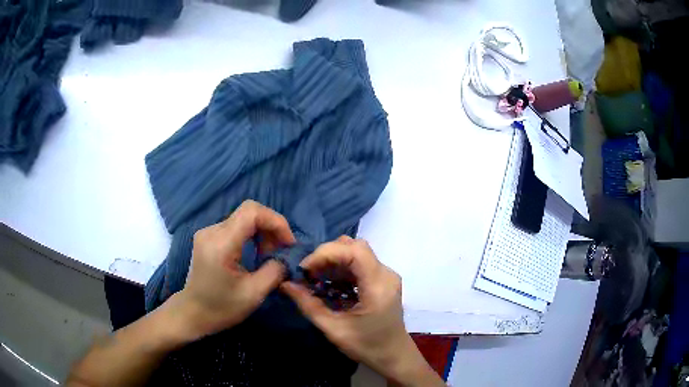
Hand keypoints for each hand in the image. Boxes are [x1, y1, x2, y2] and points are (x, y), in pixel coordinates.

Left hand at [168, 200, 295, 341]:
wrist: (192, 313)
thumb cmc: (222, 308)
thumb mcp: (254, 294)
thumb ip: (274, 271)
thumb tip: (286, 258)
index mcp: (221, 244)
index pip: (252, 212)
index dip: (276, 221)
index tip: (288, 243)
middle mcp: (212, 231)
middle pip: (249, 212)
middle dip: (271, 228)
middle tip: (281, 252)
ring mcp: (207, 232)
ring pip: (243, 218)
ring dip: (262, 232)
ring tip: (270, 255)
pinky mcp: (208, 237)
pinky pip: (235, 226)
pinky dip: (251, 235)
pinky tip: (256, 252)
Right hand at [281, 237, 443, 385]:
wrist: (394, 356)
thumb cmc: (366, 346)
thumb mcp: (333, 329)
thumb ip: (308, 305)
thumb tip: (285, 284)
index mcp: (378, 286)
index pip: (353, 251)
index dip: (325, 253)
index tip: (305, 269)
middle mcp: (386, 274)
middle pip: (355, 247)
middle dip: (327, 255)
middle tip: (308, 273)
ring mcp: (386, 275)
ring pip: (357, 252)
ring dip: (333, 260)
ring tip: (315, 278)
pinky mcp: (383, 280)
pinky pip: (360, 263)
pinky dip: (341, 268)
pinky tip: (329, 283)